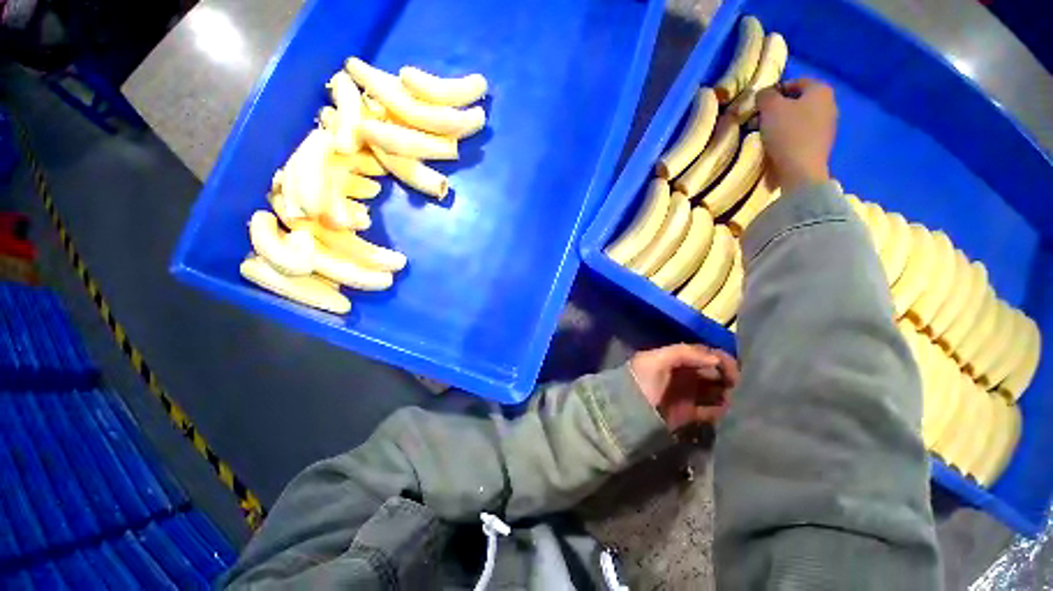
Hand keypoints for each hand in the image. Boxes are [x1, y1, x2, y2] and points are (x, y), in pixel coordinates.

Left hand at [630, 344, 737, 430]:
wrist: (626, 413)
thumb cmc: (641, 381)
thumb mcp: (655, 361)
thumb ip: (684, 353)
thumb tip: (715, 358)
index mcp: (673, 359)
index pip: (702, 354)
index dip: (719, 358)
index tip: (734, 370)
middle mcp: (681, 374)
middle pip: (711, 372)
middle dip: (726, 376)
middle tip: (737, 386)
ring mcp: (685, 394)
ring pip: (713, 390)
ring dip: (725, 393)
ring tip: (734, 399)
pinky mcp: (687, 414)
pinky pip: (709, 410)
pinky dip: (719, 410)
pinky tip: (725, 411)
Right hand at [756, 79, 837, 192]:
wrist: (801, 170)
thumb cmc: (787, 133)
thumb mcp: (770, 108)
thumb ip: (765, 95)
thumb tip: (764, 94)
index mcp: (820, 90)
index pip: (794, 82)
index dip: (774, 91)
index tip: (758, 106)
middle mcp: (829, 103)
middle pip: (797, 101)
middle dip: (777, 109)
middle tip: (759, 121)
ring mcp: (828, 125)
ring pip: (799, 117)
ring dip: (781, 123)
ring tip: (765, 134)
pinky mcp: (822, 143)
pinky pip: (802, 133)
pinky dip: (789, 135)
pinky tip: (777, 145)